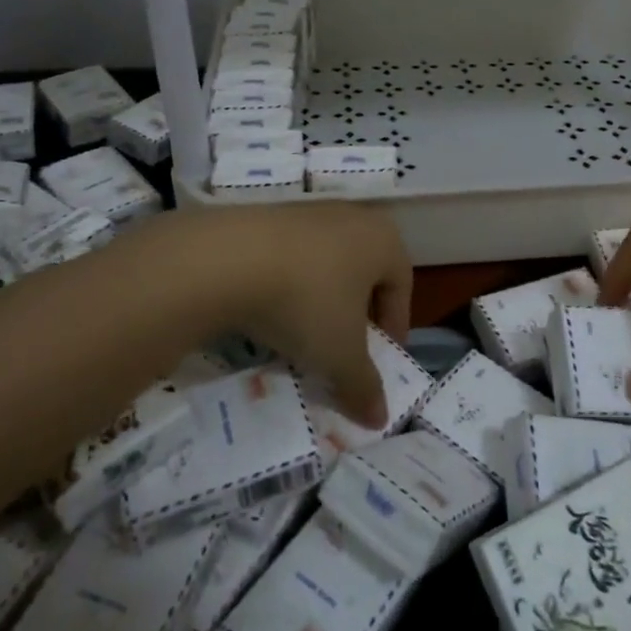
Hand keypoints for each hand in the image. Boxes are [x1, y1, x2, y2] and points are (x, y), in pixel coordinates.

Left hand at [188, 202, 412, 429]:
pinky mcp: (268, 216)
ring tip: (303, 337)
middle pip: (365, 273)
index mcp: (384, 240)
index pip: (403, 287)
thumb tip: (380, 418)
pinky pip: (292, 257)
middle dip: (358, 314)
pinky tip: (270, 313)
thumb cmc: (306, 302)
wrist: (227, 258)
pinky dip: (289, 286)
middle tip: (345, 350)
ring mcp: (308, 212)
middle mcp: (353, 217)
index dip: (395, 328)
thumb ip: (364, 386)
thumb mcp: (340, 355)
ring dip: (321, 300)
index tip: (380, 361)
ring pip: (327, 265)